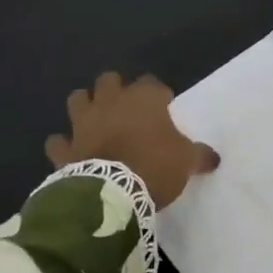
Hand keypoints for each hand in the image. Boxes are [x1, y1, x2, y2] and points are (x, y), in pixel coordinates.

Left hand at [46, 72, 218, 208]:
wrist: (112, 193)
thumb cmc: (155, 166)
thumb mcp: (187, 161)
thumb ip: (200, 155)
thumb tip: (214, 158)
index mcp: (144, 99)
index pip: (152, 83)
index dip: (158, 94)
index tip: (164, 107)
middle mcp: (111, 102)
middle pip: (109, 80)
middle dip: (116, 88)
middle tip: (127, 107)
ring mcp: (83, 123)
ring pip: (77, 98)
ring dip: (85, 105)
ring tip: (94, 118)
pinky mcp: (65, 148)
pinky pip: (57, 141)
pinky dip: (62, 144)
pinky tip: (70, 149)